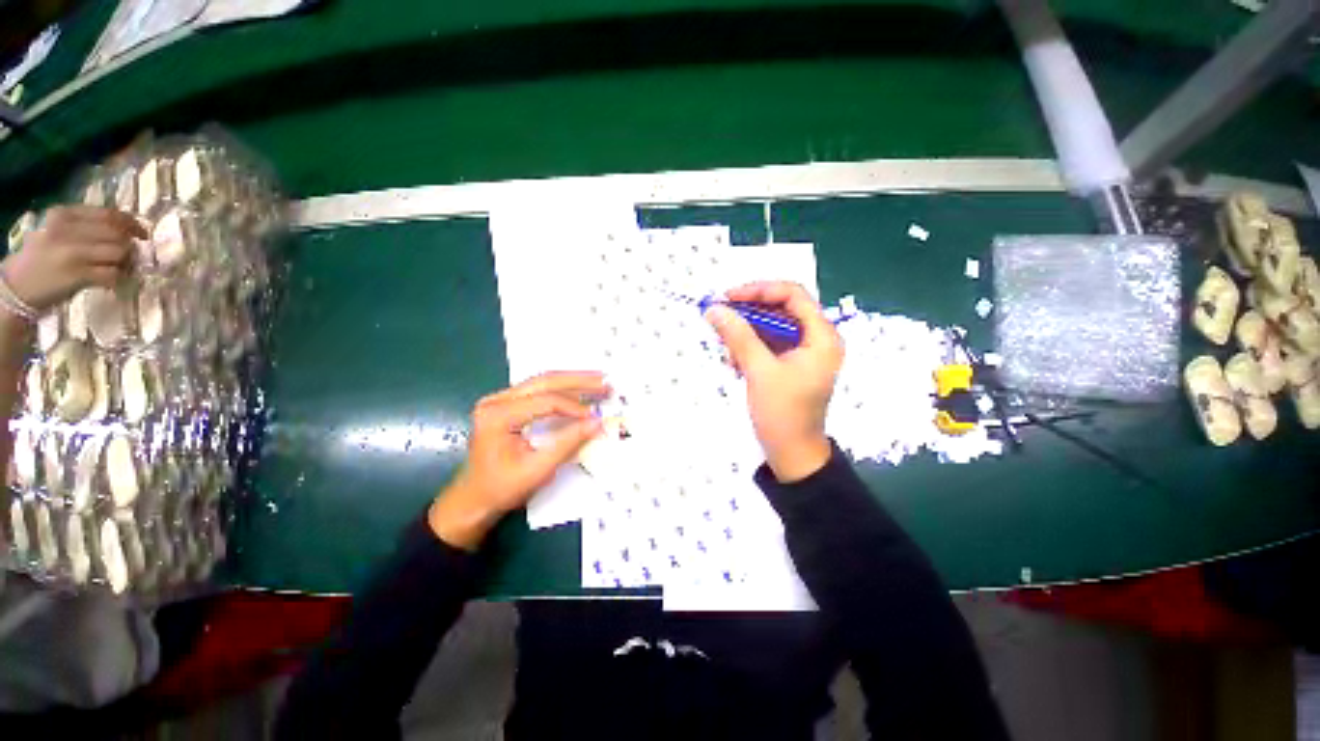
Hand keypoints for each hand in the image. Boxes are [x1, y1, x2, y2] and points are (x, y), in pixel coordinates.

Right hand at [3, 206, 144, 313]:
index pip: (108, 214)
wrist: (16, 287)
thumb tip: (125, 229)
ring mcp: (73, 253)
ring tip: (121, 269)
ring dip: (127, 263)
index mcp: (64, 214)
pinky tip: (112, 281)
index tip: (141, 233)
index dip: (131, 223)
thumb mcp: (59, 231)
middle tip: (131, 256)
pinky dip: (119, 278)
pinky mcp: (78, 275)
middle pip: (118, 233)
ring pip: (119, 252)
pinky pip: (113, 274)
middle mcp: (68, 230)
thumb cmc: (41, 258)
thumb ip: (85, 226)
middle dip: (131, 245)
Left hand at [428, 371, 607, 549]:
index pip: (546, 401)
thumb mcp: (537, 469)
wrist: (473, 499)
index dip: (575, 408)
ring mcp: (499, 399)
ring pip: (542, 381)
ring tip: (598, 381)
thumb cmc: (501, 488)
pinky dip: (561, 389)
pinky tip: (579, 389)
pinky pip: (538, 390)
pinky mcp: (506, 404)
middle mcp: (496, 400)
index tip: (597, 418)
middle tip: (605, 382)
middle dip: (578, 381)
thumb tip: (597, 423)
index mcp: (498, 415)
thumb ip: (568, 443)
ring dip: (572, 381)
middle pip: (544, 381)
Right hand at [706, 282, 843, 481]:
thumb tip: (715, 308)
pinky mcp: (791, 365)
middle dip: (749, 312)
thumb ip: (738, 336)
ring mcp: (804, 352)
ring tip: (725, 345)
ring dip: (746, 332)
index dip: (759, 290)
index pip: (793, 295)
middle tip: (720, 316)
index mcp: (821, 336)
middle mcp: (817, 339)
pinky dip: (750, 347)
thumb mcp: (759, 371)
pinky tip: (734, 361)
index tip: (729, 297)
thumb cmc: (782, 413)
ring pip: (772, 327)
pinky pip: (769, 344)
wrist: (792, 454)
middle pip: (781, 309)